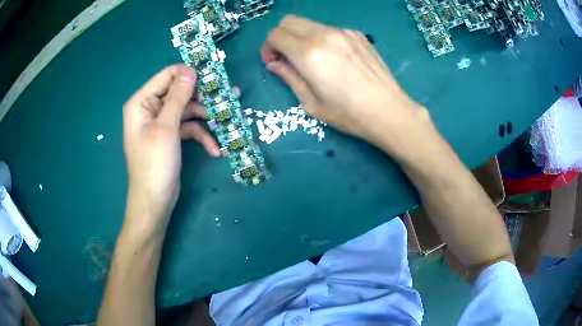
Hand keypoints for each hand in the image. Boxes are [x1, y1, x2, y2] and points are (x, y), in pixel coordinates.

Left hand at [123, 65, 219, 228]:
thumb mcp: (166, 128)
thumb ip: (178, 97)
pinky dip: (201, 135)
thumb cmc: (154, 164)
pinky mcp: (170, 135)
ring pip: (187, 109)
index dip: (189, 73)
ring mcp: (161, 122)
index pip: (167, 75)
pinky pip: (188, 127)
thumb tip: (191, 71)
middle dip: (203, 96)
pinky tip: (214, 148)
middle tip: (229, 94)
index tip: (213, 77)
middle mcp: (150, 108)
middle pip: (179, 92)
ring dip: (206, 116)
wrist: (154, 201)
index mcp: (142, 102)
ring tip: (229, 118)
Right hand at [261, 15, 428, 150]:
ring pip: (310, 23)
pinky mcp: (357, 34)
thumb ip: (289, 77)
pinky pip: (329, 29)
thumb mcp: (311, 103)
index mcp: (308, 53)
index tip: (274, 62)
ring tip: (313, 60)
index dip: (268, 48)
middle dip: (281, 36)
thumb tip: (274, 64)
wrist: (388, 111)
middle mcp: (324, 35)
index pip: (275, 34)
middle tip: (288, 57)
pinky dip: (322, 38)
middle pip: (289, 21)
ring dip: (302, 37)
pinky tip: (335, 59)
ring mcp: (343, 32)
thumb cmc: (348, 114)